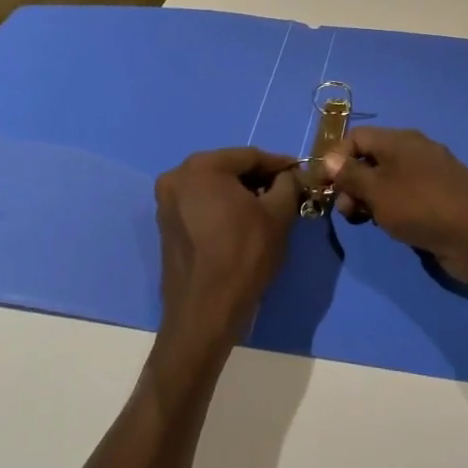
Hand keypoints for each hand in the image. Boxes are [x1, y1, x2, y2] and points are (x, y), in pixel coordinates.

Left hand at [151, 147, 302, 380]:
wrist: (205, 311)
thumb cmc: (244, 255)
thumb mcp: (278, 215)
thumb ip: (288, 184)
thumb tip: (290, 175)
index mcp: (201, 167)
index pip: (250, 156)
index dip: (279, 164)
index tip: (301, 172)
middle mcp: (177, 177)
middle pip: (229, 169)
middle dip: (259, 178)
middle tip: (287, 191)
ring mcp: (167, 202)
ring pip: (214, 187)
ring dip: (241, 193)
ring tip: (268, 208)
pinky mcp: (166, 225)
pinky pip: (201, 205)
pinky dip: (222, 207)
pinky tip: (243, 223)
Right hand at [320, 127, 467, 279]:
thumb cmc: (420, 207)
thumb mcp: (376, 190)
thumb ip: (350, 174)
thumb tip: (329, 159)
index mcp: (399, 140)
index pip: (356, 137)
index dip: (336, 159)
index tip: (324, 187)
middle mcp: (415, 150)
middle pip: (371, 158)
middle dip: (351, 183)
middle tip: (348, 212)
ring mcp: (430, 174)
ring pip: (387, 180)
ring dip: (370, 198)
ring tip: (367, 222)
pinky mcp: (441, 197)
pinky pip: (406, 196)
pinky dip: (392, 207)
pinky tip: (392, 227)